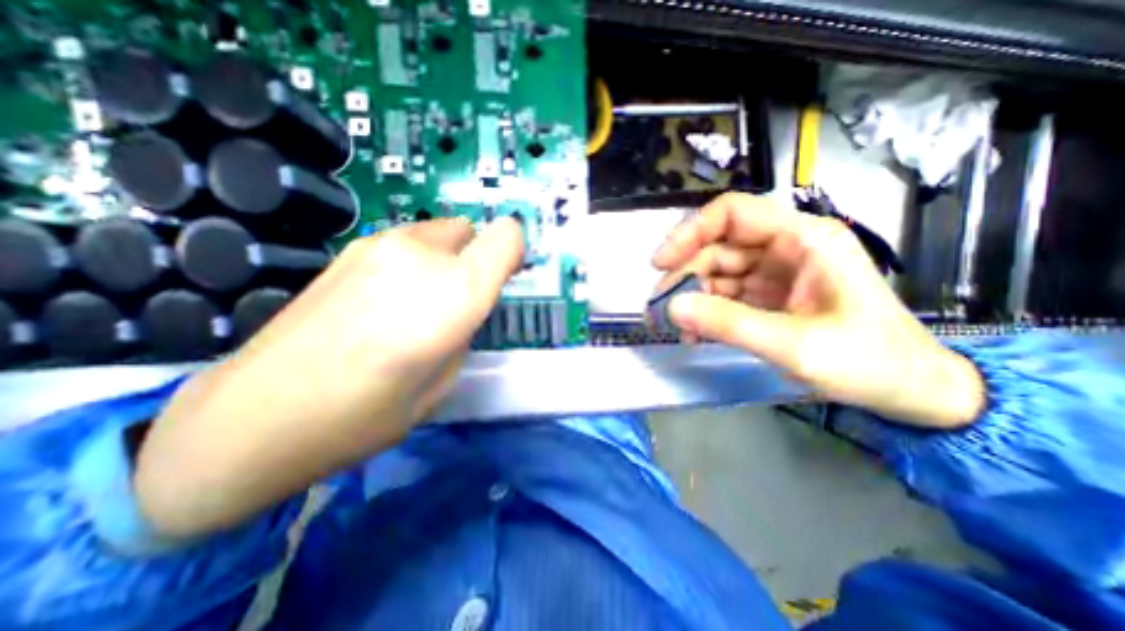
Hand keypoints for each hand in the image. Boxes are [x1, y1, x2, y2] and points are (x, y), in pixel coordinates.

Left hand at [137, 216, 524, 537]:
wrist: (255, 417)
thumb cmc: (367, 413)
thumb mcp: (444, 381)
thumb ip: (462, 332)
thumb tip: (460, 309)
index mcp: (455, 292)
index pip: (507, 238)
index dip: (513, 253)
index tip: (505, 277)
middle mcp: (422, 255)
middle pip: (471, 232)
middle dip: (475, 259)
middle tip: (458, 301)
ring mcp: (379, 246)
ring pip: (438, 234)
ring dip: (444, 260)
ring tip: (417, 304)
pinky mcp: (349, 251)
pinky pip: (406, 244)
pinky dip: (414, 263)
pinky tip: (384, 301)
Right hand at [652, 191, 987, 428]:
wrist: (912, 391)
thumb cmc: (869, 362)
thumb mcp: (795, 345)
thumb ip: (730, 324)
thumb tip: (672, 308)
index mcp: (802, 239)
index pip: (732, 213)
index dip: (690, 232)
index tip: (661, 263)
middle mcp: (785, 248)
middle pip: (717, 247)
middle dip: (684, 275)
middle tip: (659, 308)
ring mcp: (776, 273)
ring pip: (717, 272)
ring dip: (692, 297)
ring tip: (677, 328)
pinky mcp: (770, 295)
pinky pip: (726, 294)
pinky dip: (707, 311)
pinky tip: (696, 333)